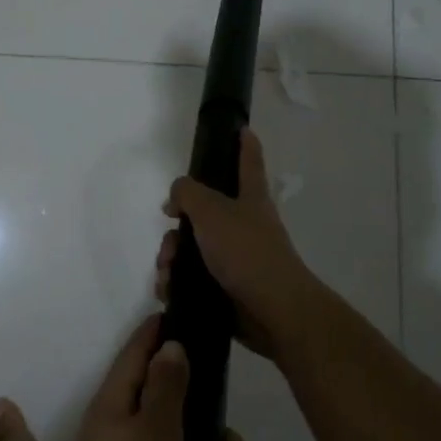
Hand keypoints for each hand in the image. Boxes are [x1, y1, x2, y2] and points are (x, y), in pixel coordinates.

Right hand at [157, 128, 323, 359]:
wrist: (273, 312)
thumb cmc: (246, 251)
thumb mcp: (211, 210)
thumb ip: (187, 193)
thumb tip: (175, 198)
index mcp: (250, 199)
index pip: (248, 162)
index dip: (245, 144)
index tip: (242, 129)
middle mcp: (244, 225)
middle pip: (203, 212)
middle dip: (178, 224)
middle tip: (170, 236)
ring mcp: (236, 258)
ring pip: (192, 247)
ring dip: (171, 257)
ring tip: (167, 272)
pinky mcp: (226, 288)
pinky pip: (192, 278)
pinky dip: (176, 283)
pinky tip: (169, 289)